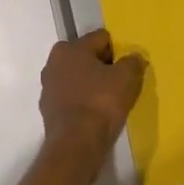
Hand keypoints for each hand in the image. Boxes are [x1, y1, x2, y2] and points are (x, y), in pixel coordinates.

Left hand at [40, 30, 145, 155]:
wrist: (76, 145)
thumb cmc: (100, 103)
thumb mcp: (126, 78)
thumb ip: (133, 62)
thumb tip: (135, 58)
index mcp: (69, 48)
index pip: (101, 39)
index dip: (118, 51)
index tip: (128, 67)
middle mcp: (53, 63)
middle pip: (87, 58)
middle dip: (103, 67)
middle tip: (121, 84)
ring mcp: (48, 88)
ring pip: (78, 79)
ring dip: (92, 85)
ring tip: (110, 102)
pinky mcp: (48, 111)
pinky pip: (72, 99)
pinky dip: (83, 103)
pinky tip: (96, 116)